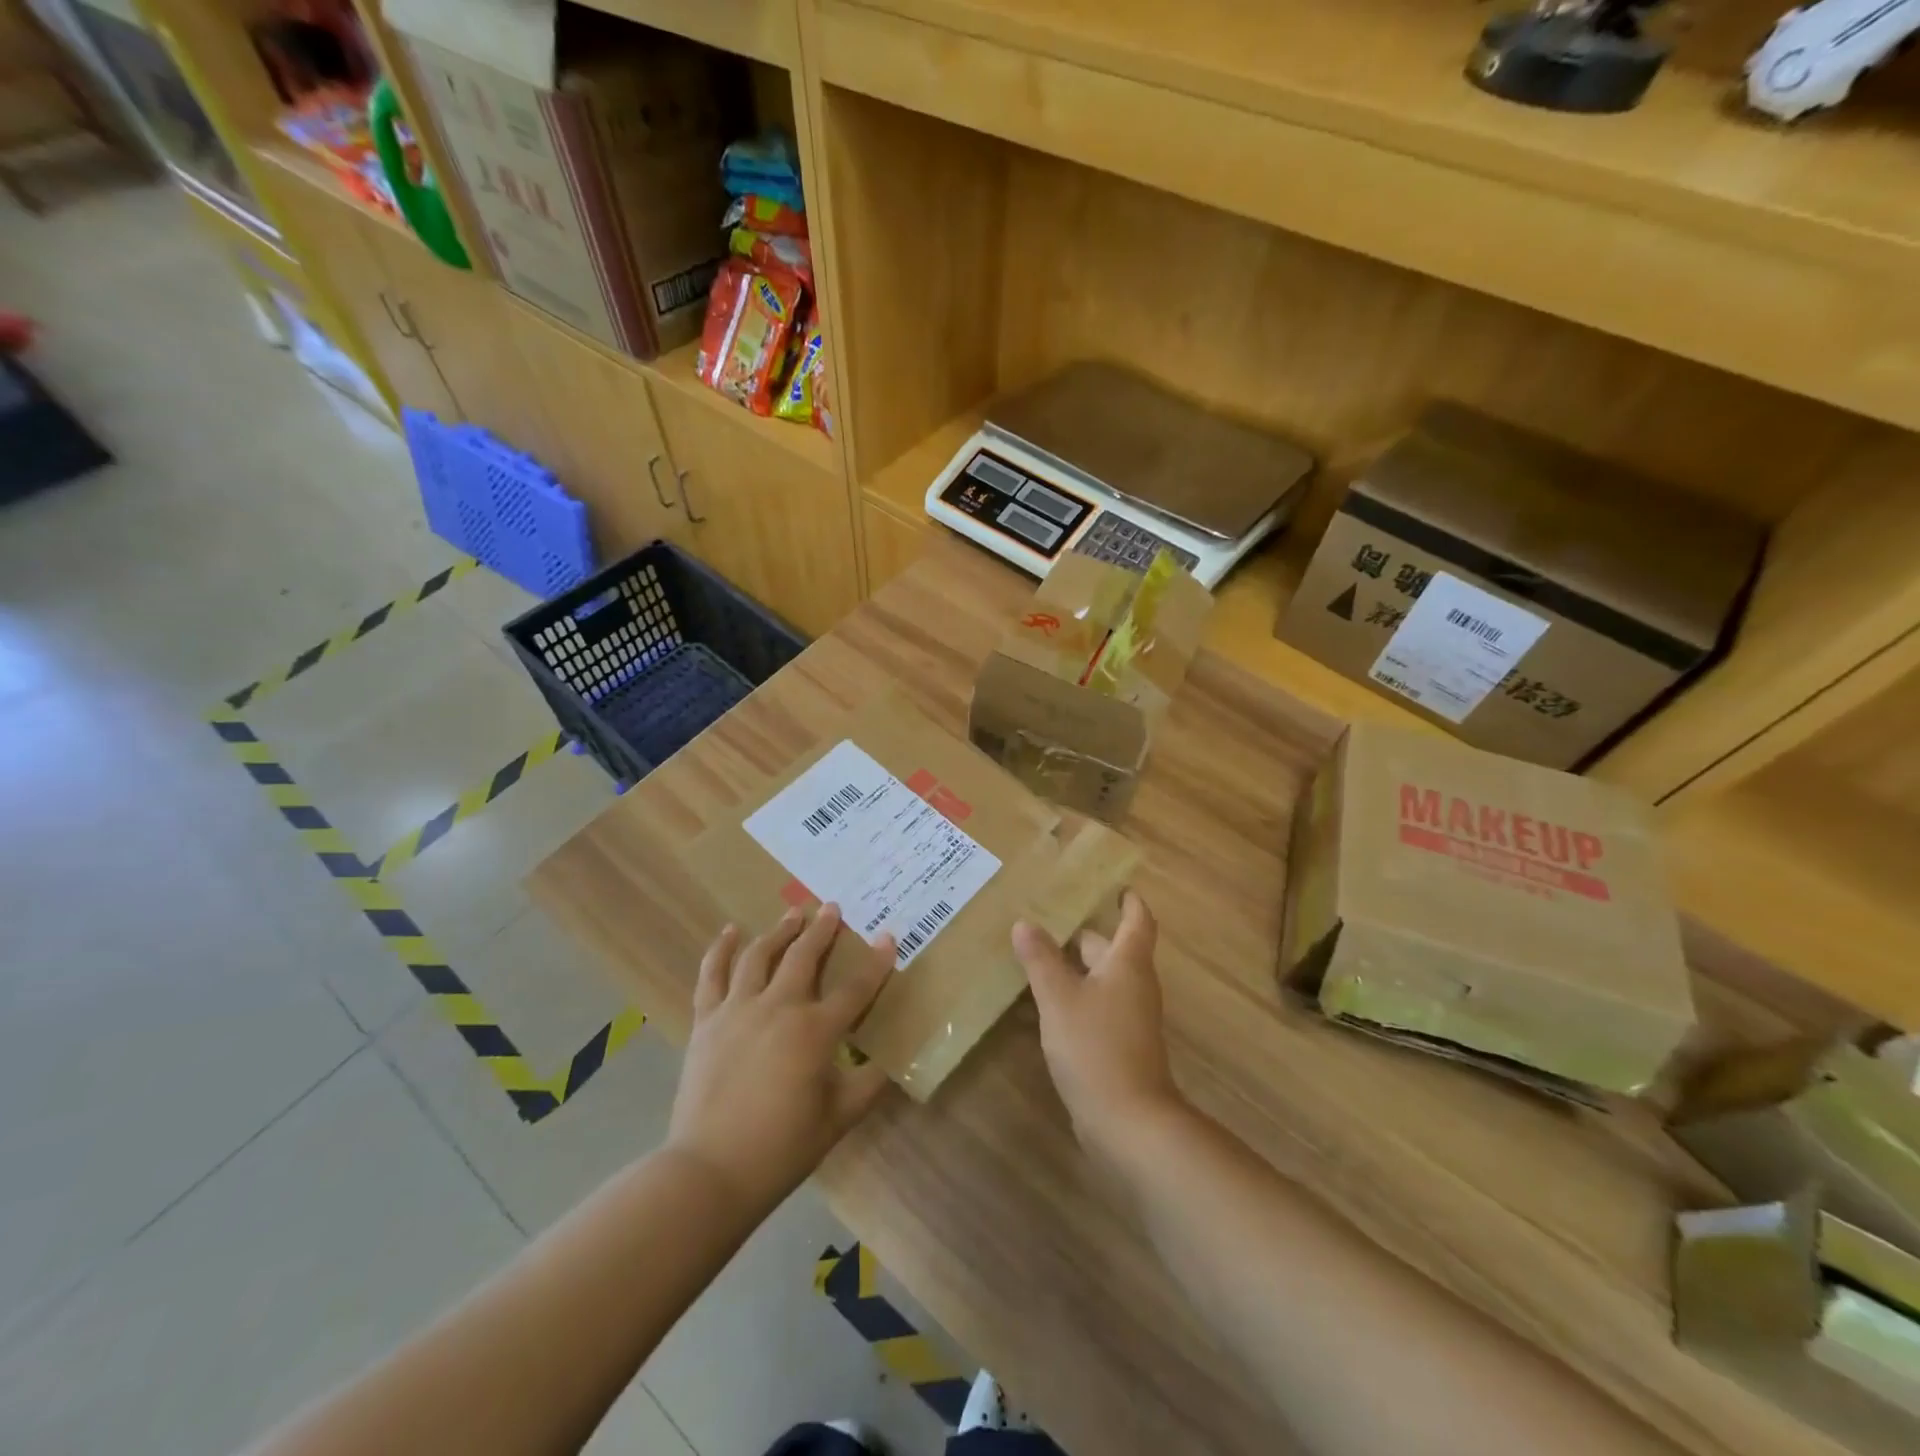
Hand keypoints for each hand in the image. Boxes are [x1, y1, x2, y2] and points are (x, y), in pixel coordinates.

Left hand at [667, 905, 893, 1213]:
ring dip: (779, 931)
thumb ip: (869, 1085)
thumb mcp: (839, 1119)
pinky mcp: (707, 1021)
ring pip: (759, 956)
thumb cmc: (782, 1148)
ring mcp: (738, 1010)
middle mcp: (778, 1008)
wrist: (711, 1171)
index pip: (856, 989)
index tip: (888, 937)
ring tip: (792, 913)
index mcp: (815, 1031)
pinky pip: (712, 976)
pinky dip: (720, 950)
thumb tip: (892, 1062)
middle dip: (822, 930)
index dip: (876, 962)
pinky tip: (729, 932)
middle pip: (804, 957)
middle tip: (831, 908)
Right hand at [1012, 891, 1184, 1155]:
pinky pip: (1095, 1009)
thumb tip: (1024, 923)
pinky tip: (1040, 1005)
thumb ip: (1041, 960)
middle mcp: (1134, 986)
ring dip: (1073, 968)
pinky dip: (1072, 999)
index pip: (1137, 920)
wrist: (1129, 1122)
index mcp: (1128, 964)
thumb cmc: (1096, 1047)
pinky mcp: (1118, 1046)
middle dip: (1083, 935)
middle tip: (1046, 919)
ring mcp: (1128, 1019)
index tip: (1114, 885)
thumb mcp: (1059, 998)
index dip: (1129, 901)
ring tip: (1034, 956)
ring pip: (1101, 981)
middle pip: (1112, 950)